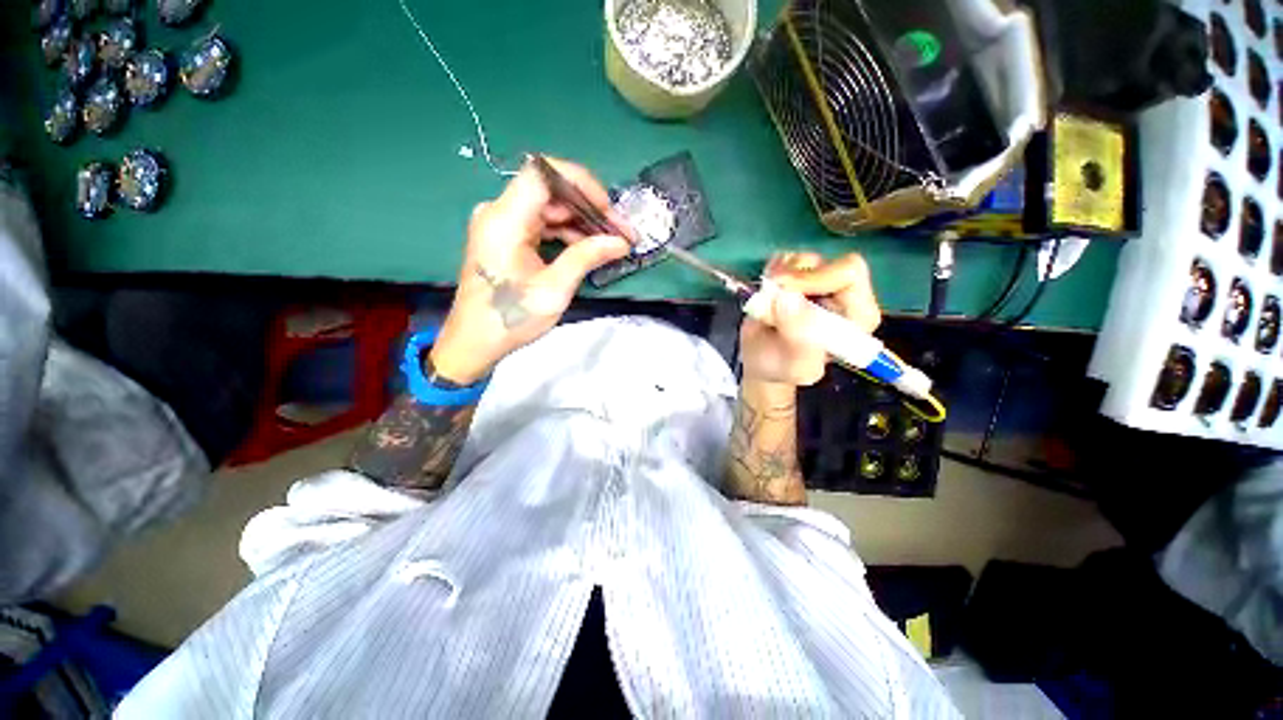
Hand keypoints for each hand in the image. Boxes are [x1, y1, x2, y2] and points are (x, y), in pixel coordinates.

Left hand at [429, 157, 632, 384]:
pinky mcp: (506, 236)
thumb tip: (621, 242)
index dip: (581, 183)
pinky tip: (589, 248)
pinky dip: (567, 233)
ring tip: (611, 242)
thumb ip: (586, 257)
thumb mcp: (554, 289)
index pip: (544, 173)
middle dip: (590, 208)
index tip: (608, 210)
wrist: (475, 341)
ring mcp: (502, 223)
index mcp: (505, 219)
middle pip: (551, 190)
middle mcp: (500, 212)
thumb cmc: (511, 318)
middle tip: (621, 232)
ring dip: (582, 223)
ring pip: (549, 207)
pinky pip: (542, 223)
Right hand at [739, 252, 881, 386]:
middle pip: (826, 262)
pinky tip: (766, 293)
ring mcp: (819, 280)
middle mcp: (844, 293)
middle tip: (771, 295)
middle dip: (792, 277)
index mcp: (858, 315)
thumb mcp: (795, 366)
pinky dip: (769, 272)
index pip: (850, 275)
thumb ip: (799, 339)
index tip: (785, 294)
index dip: (816, 278)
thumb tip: (788, 299)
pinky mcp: (798, 273)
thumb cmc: (781, 368)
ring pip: (802, 259)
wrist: (759, 361)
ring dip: (777, 278)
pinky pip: (784, 258)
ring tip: (768, 303)